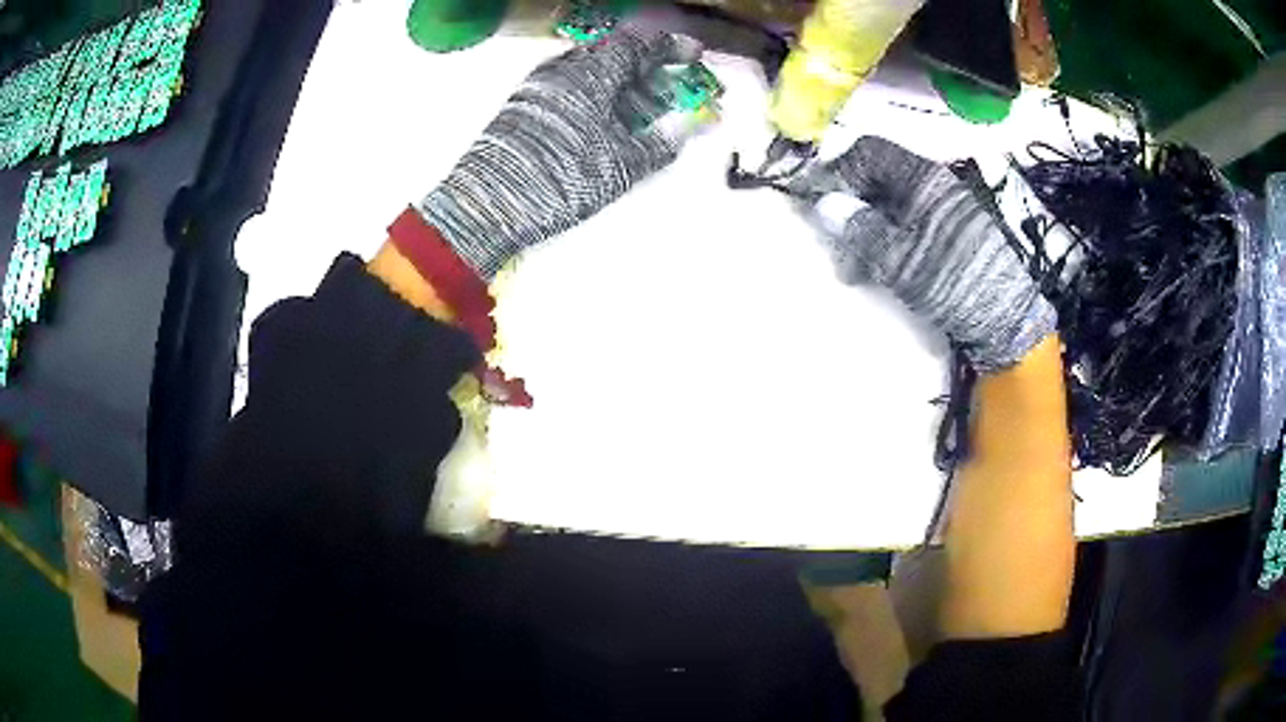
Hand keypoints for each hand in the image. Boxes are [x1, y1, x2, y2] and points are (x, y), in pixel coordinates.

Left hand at [418, 29, 704, 279]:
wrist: (489, 205)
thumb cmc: (560, 177)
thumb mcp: (621, 165)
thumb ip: (661, 143)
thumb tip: (689, 129)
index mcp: (589, 73)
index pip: (637, 45)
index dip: (670, 48)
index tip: (693, 54)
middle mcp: (562, 70)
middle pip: (614, 57)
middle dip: (649, 70)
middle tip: (674, 88)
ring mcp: (539, 88)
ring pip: (592, 74)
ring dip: (624, 86)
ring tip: (647, 110)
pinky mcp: (525, 108)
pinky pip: (572, 90)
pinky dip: (599, 99)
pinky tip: (609, 123)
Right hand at [793, 137, 1056, 372]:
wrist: (1008, 318)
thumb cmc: (954, 284)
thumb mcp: (901, 261)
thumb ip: (861, 229)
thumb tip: (824, 205)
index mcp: (923, 179)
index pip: (869, 152)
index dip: (838, 172)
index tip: (818, 205)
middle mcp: (934, 184)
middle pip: (878, 178)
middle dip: (850, 207)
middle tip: (837, 249)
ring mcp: (946, 207)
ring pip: (892, 202)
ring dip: (867, 228)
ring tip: (858, 270)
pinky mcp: (952, 231)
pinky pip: (909, 221)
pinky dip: (888, 238)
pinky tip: (884, 267)